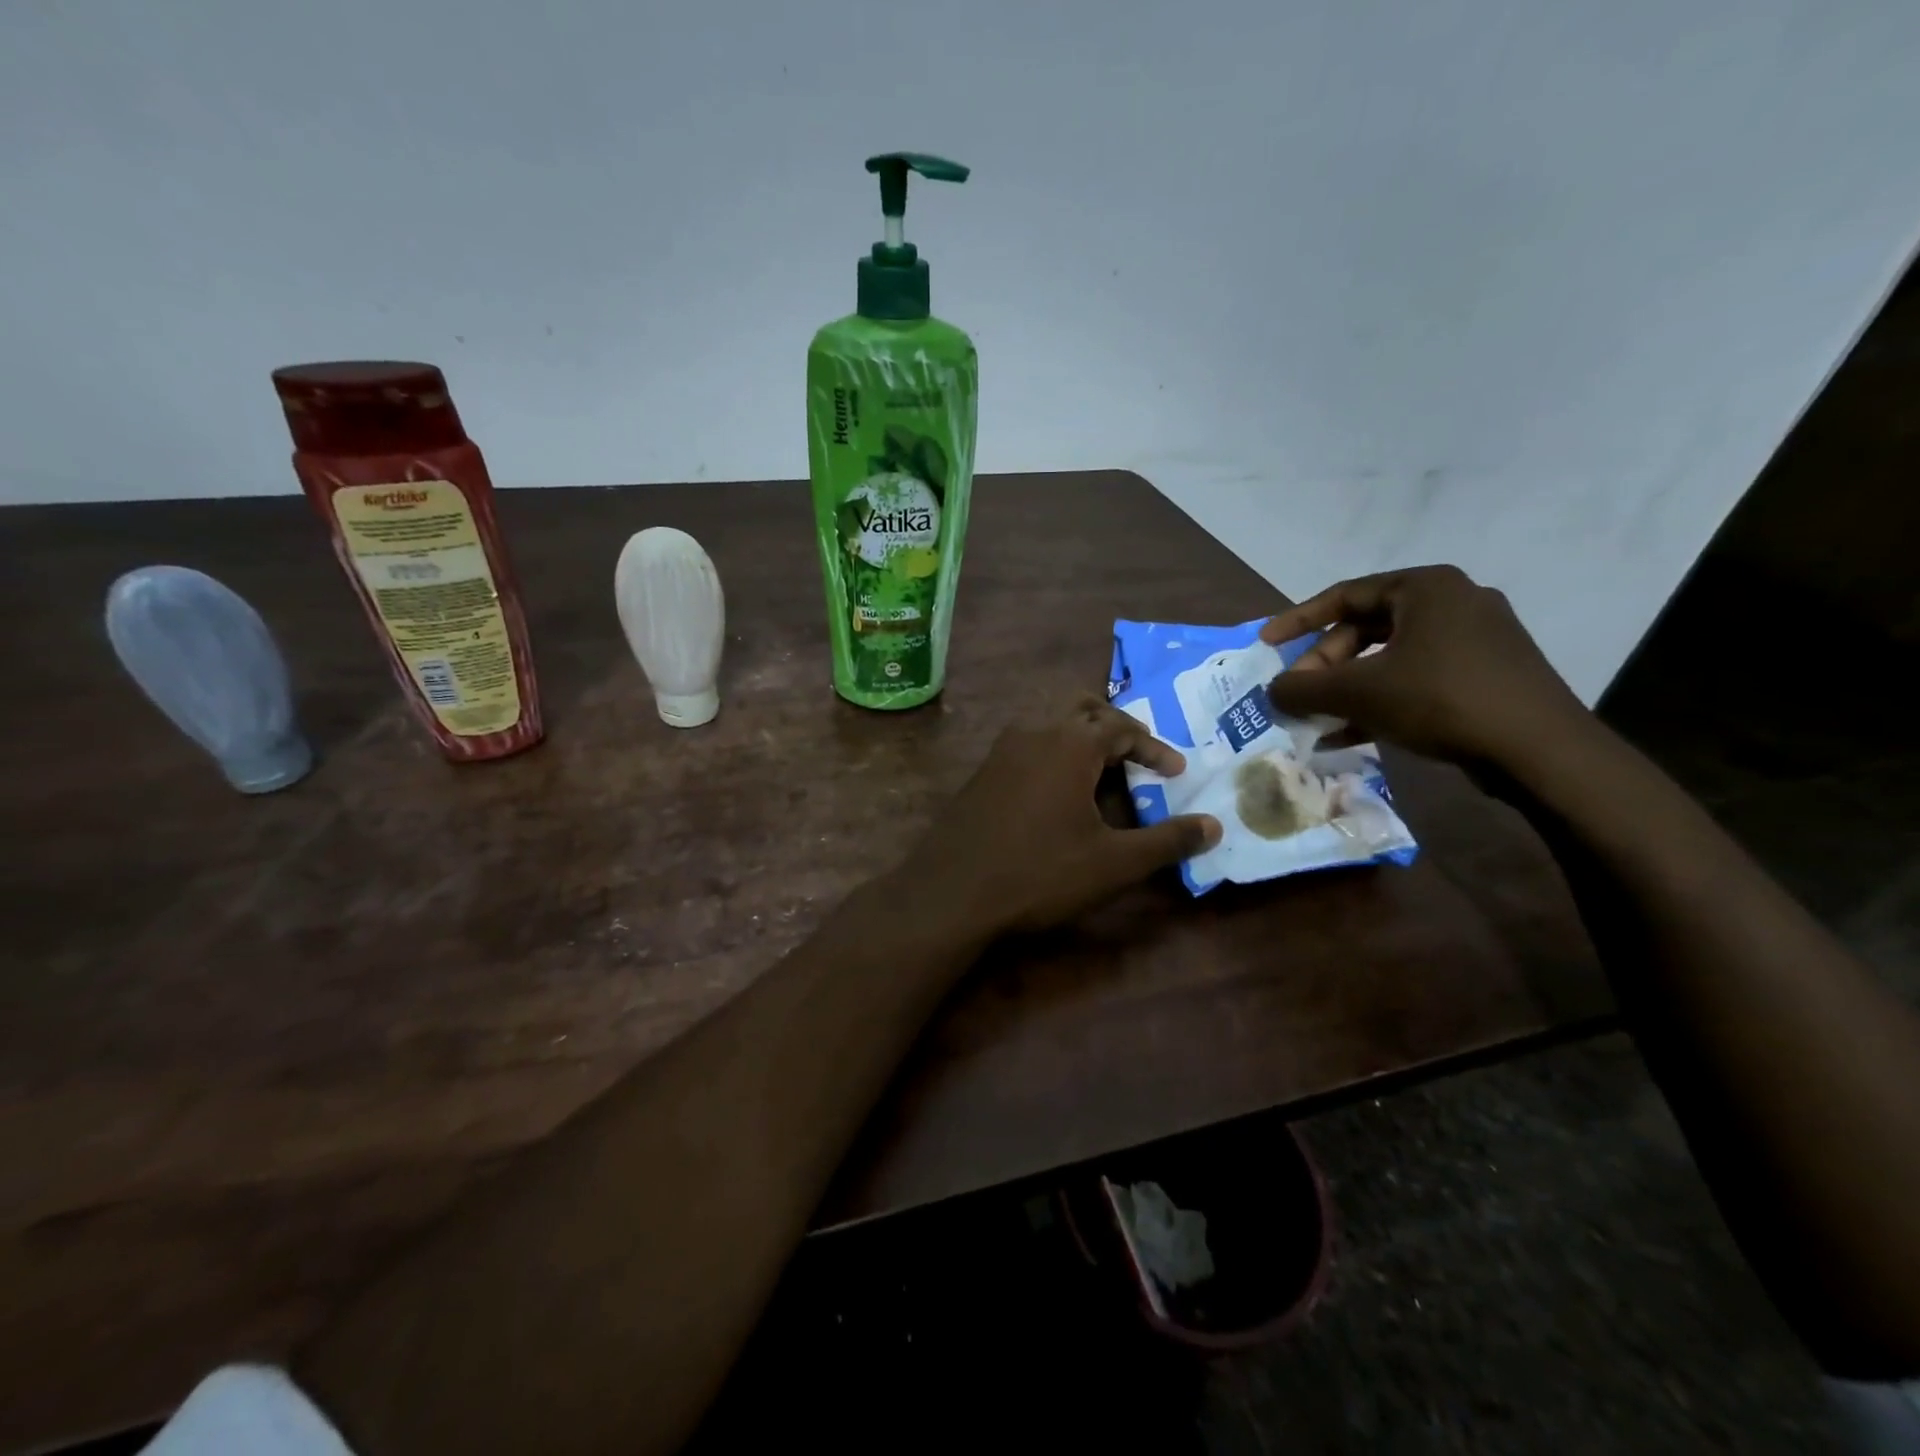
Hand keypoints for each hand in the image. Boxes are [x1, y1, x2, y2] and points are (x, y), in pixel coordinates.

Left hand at [900, 695, 1220, 937]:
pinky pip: (1027, 743)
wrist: (952, 891)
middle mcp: (1034, 732)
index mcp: (1070, 743)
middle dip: (1115, 724)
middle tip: (1136, 753)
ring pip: (1049, 720)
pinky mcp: (982, 771)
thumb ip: (1167, 841)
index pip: (1122, 727)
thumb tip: (1215, 826)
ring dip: (1080, 733)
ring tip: (1101, 767)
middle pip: (1082, 706)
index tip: (1175, 772)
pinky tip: (1057, 788)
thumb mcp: (1113, 863)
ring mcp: (1002, 749)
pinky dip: (1053, 750)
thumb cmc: (1039, 873)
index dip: (1154, 747)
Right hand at [1259, 565, 1588, 769]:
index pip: (1344, 595)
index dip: (1297, 620)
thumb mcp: (1358, 692)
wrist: (1540, 750)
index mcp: (1425, 587)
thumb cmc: (1441, 700)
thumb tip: (1272, 690)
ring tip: (1319, 718)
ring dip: (1348, 688)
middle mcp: (1453, 602)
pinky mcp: (1487, 673)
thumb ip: (1304, 687)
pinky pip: (1417, 677)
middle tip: (1300, 694)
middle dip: (1326, 665)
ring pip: (1390, 658)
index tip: (1267, 644)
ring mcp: (1476, 638)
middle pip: (1366, 628)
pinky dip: (1381, 700)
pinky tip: (1352, 734)